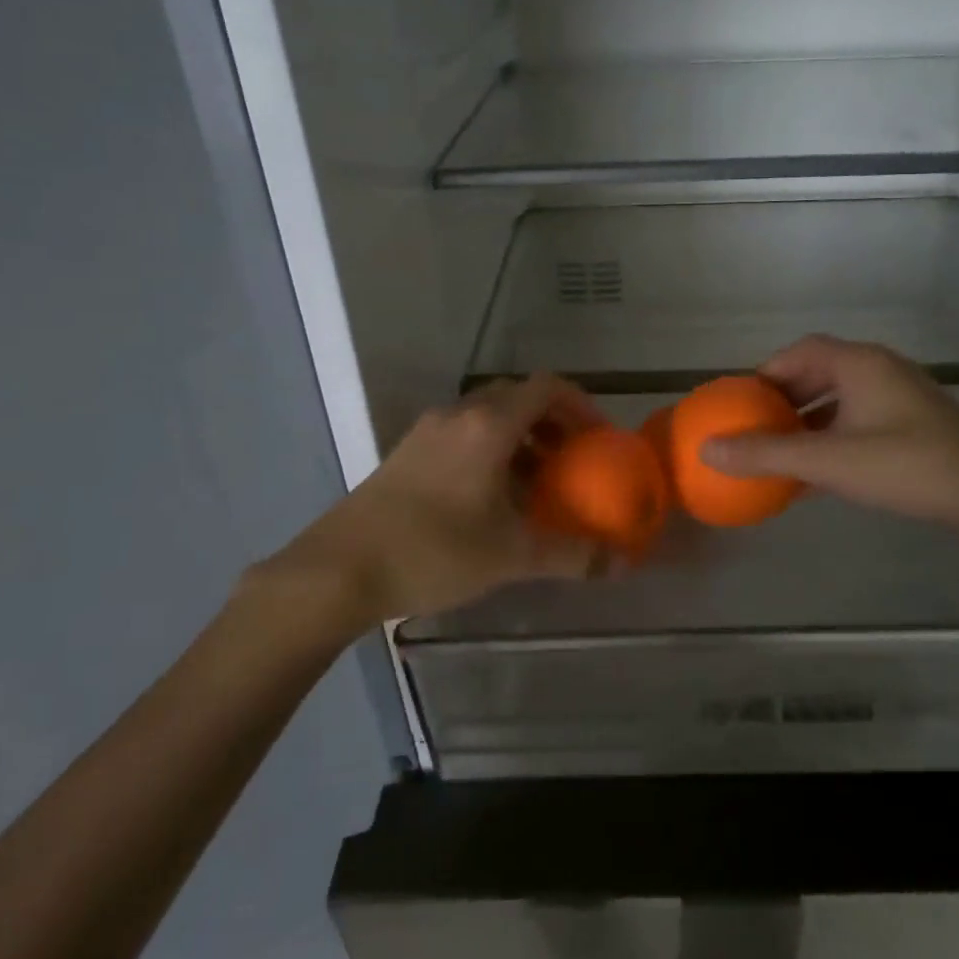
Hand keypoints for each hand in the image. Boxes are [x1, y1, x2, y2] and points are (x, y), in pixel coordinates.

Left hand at [245, 375, 604, 632]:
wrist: (338, 570)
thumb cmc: (433, 552)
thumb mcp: (510, 555)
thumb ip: (570, 555)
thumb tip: (620, 564)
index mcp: (489, 425)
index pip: (546, 388)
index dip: (581, 405)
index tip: (599, 437)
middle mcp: (458, 415)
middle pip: (517, 397)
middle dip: (552, 421)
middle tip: (573, 457)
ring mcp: (427, 431)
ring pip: (487, 416)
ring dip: (520, 437)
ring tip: (537, 481)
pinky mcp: (406, 452)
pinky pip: (462, 434)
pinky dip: (490, 449)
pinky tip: (492, 497)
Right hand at [701, 335, 958, 528]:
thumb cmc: (905, 465)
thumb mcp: (828, 461)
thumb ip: (766, 454)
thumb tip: (707, 449)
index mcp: (859, 364)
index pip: (800, 351)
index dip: (766, 372)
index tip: (741, 401)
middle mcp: (880, 370)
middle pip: (819, 372)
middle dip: (784, 399)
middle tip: (757, 426)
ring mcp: (902, 397)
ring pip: (841, 399)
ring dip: (808, 421)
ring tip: (782, 451)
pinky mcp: (916, 423)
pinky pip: (860, 420)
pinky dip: (833, 437)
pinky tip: (819, 473)